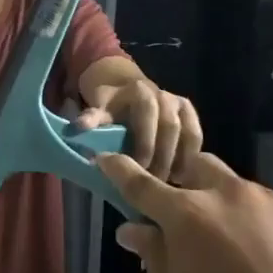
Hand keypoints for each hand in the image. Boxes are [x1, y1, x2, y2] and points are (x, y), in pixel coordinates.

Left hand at [77, 79, 201, 180]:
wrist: (127, 89)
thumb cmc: (110, 105)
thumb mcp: (98, 109)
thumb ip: (91, 118)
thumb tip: (77, 129)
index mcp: (139, 91)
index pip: (146, 115)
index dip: (145, 142)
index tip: (140, 168)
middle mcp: (162, 94)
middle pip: (169, 126)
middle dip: (163, 155)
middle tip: (156, 182)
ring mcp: (178, 102)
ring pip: (186, 132)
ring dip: (180, 158)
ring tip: (171, 183)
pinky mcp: (189, 113)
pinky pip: (195, 135)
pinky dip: (191, 155)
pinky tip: (183, 177)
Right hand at [96, 151, 272, 272]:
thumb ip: (152, 258)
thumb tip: (134, 229)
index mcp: (187, 216)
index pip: (141, 183)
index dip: (119, 169)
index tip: (105, 157)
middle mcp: (228, 193)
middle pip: (196, 167)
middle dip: (186, 184)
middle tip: (189, 218)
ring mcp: (272, 199)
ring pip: (238, 189)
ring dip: (228, 209)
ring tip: (241, 251)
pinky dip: (266, 226)